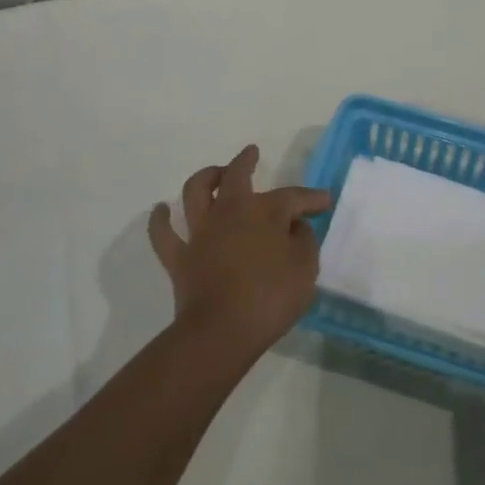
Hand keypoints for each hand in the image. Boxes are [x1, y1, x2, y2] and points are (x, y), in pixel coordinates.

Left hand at [148, 145, 329, 362]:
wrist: (222, 331)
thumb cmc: (271, 298)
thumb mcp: (305, 269)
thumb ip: (304, 241)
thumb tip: (295, 226)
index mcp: (265, 212)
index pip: (293, 197)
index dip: (311, 198)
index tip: (324, 200)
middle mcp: (230, 211)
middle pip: (236, 175)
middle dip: (246, 161)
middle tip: (251, 153)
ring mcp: (201, 232)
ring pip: (195, 191)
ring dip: (205, 177)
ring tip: (214, 174)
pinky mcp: (179, 256)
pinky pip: (163, 233)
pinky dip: (160, 219)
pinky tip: (161, 209)